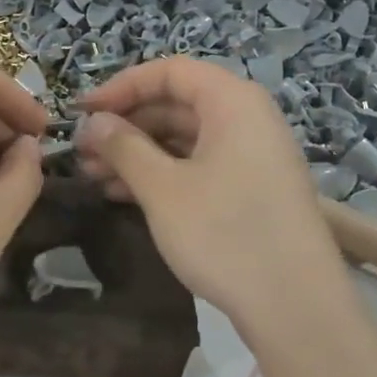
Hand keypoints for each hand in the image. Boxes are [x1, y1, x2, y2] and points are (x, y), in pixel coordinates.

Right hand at [75, 57, 341, 333]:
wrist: (294, 305)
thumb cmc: (224, 233)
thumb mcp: (163, 188)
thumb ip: (124, 147)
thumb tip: (94, 121)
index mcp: (232, 102)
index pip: (169, 71)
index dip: (121, 86)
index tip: (82, 111)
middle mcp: (247, 119)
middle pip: (177, 104)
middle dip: (126, 125)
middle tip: (83, 151)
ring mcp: (253, 157)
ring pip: (185, 139)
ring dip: (138, 153)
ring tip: (93, 176)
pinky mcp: (252, 190)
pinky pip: (200, 166)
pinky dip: (162, 175)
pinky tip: (124, 196)